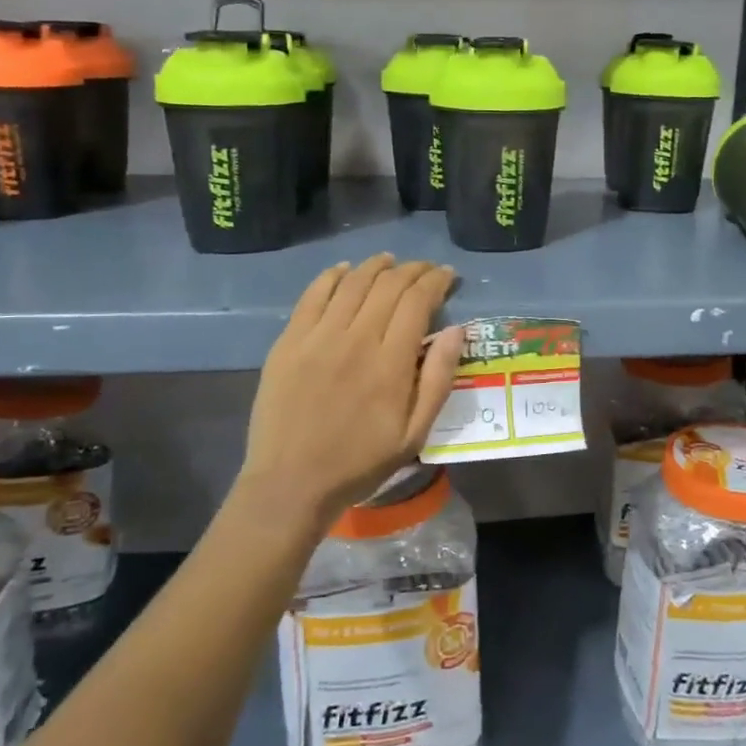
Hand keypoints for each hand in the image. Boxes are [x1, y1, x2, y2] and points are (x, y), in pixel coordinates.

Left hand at [237, 255, 463, 525]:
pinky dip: (332, 276)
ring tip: (390, 261)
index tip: (447, 276)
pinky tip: (345, 270)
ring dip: (376, 266)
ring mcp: (318, 337)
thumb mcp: (415, 433)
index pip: (418, 301)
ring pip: (352, 284)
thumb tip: (456, 330)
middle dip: (413, 270)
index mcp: (390, 362)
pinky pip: (313, 295)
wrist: (290, 483)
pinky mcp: (289, 341)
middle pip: (388, 286)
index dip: (436, 281)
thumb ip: (438, 379)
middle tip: (426, 269)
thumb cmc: (360, 463)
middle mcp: (356, 338)